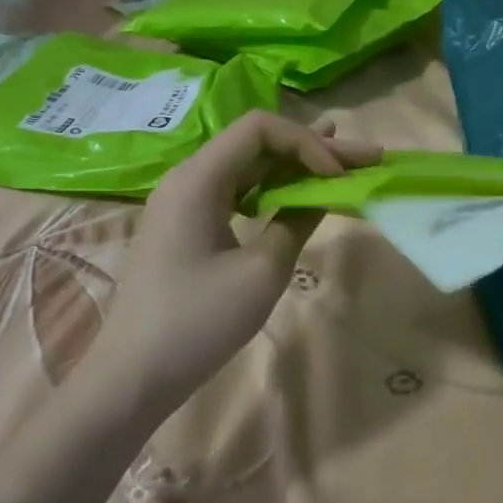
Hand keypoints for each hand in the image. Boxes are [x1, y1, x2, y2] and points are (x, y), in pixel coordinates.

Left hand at [104, 111, 379, 419]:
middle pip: (257, 145)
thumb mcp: (261, 272)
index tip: (338, 178)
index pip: (261, 129)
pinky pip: (236, 194)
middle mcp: (188, 178)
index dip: (308, 143)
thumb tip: (321, 195)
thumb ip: (296, 222)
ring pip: (249, 168)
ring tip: (342, 162)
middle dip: (314, 149)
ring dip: (296, 167)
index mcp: (198, 179)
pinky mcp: (187, 227)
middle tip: (368, 155)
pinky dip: (272, 190)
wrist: (134, 374)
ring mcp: (184, 203)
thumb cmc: (198, 322)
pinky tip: (300, 192)